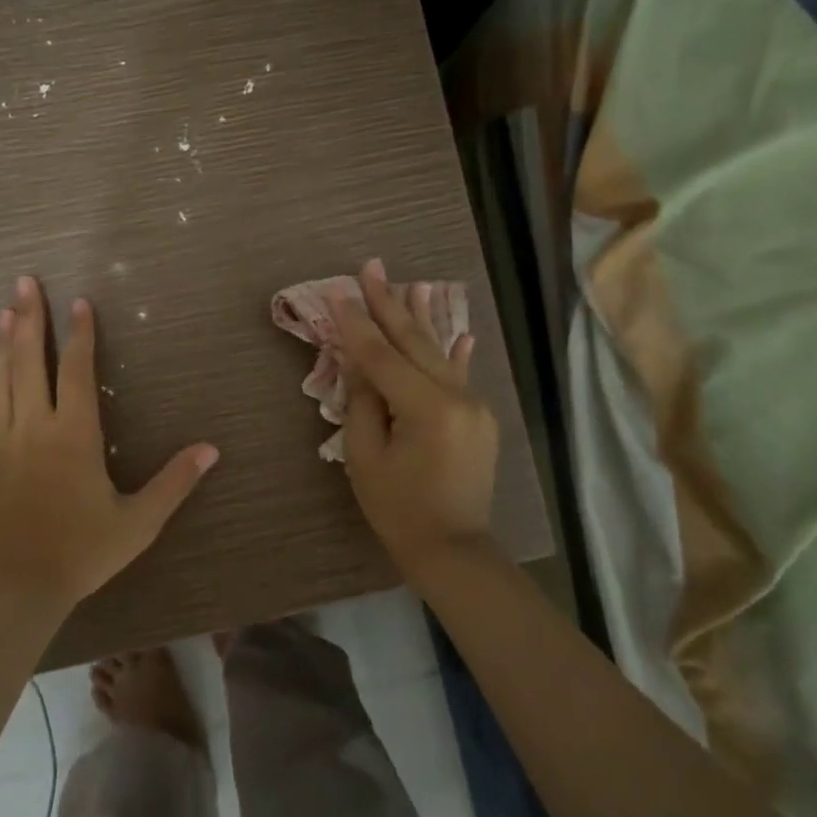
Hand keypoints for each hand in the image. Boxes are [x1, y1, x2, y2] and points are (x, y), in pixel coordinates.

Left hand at [0, 276, 219, 613]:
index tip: (79, 302)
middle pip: (28, 360)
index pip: (76, 370)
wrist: (19, 587)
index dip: (78, 334)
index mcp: (73, 435)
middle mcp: (34, 427)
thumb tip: (212, 449)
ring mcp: (1, 442)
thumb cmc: (83, 551)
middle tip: (24, 282)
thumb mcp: (139, 521)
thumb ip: (175, 482)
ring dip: (0, 342)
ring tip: (2, 311)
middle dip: (28, 318)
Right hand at [329, 258, 498, 582]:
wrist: (453, 549)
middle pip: (413, 342)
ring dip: (421, 316)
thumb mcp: (365, 457)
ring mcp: (473, 405)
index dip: (356, 324)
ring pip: (439, 351)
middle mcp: (456, 397)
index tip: (338, 292)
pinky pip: (460, 375)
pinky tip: (459, 330)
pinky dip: (454, 351)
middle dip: (388, 303)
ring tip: (413, 282)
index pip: (382, 356)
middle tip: (371, 267)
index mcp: (425, 408)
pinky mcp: (479, 416)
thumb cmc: (398, 509)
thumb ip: (362, 402)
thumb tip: (358, 361)